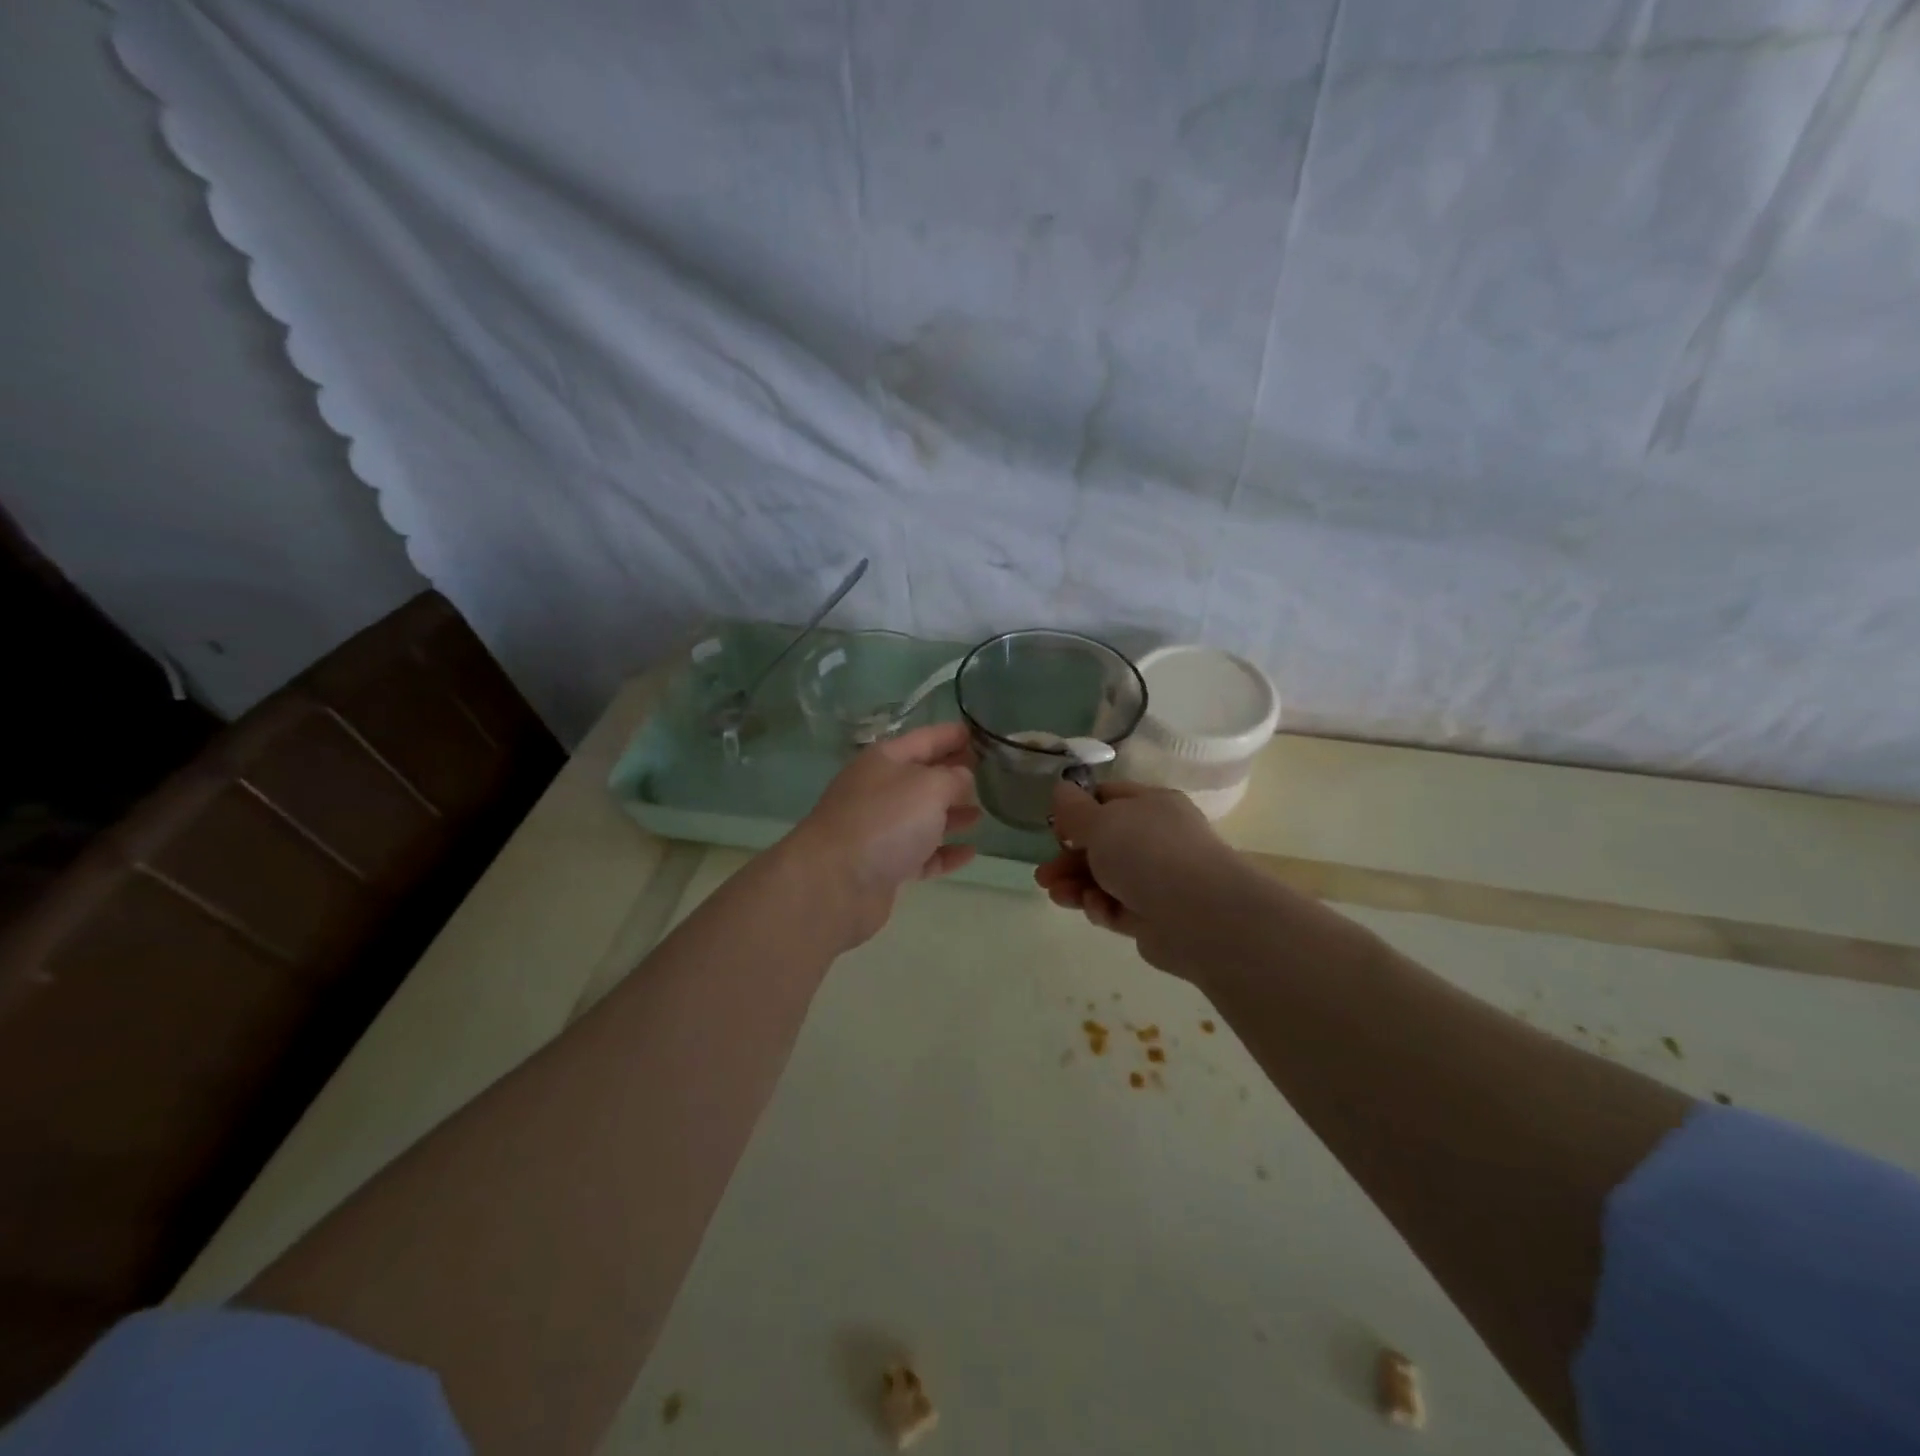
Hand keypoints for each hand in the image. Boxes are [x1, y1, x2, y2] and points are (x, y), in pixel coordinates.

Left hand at [789, 721, 980, 946]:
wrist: (836, 882)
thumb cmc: (885, 820)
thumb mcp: (930, 786)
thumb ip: (954, 777)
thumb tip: (963, 779)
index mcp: (885, 759)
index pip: (926, 739)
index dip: (953, 735)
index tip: (982, 733)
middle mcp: (880, 790)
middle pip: (924, 777)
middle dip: (955, 774)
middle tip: (991, 774)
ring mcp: (880, 829)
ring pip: (923, 816)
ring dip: (952, 814)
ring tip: (982, 814)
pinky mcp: (884, 865)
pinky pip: (922, 854)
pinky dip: (944, 852)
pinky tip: (970, 853)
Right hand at [1035, 780, 1246, 973]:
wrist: (1200, 915)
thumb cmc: (1148, 853)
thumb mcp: (1101, 822)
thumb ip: (1074, 809)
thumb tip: (1061, 790)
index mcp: (1152, 805)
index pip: (1109, 798)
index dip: (1078, 810)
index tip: (1055, 827)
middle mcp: (1157, 839)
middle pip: (1103, 844)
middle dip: (1069, 858)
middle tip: (1044, 874)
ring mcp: (1158, 879)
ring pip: (1106, 878)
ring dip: (1077, 885)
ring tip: (1055, 895)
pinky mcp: (1154, 917)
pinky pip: (1118, 908)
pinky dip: (1101, 907)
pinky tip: (1095, 909)